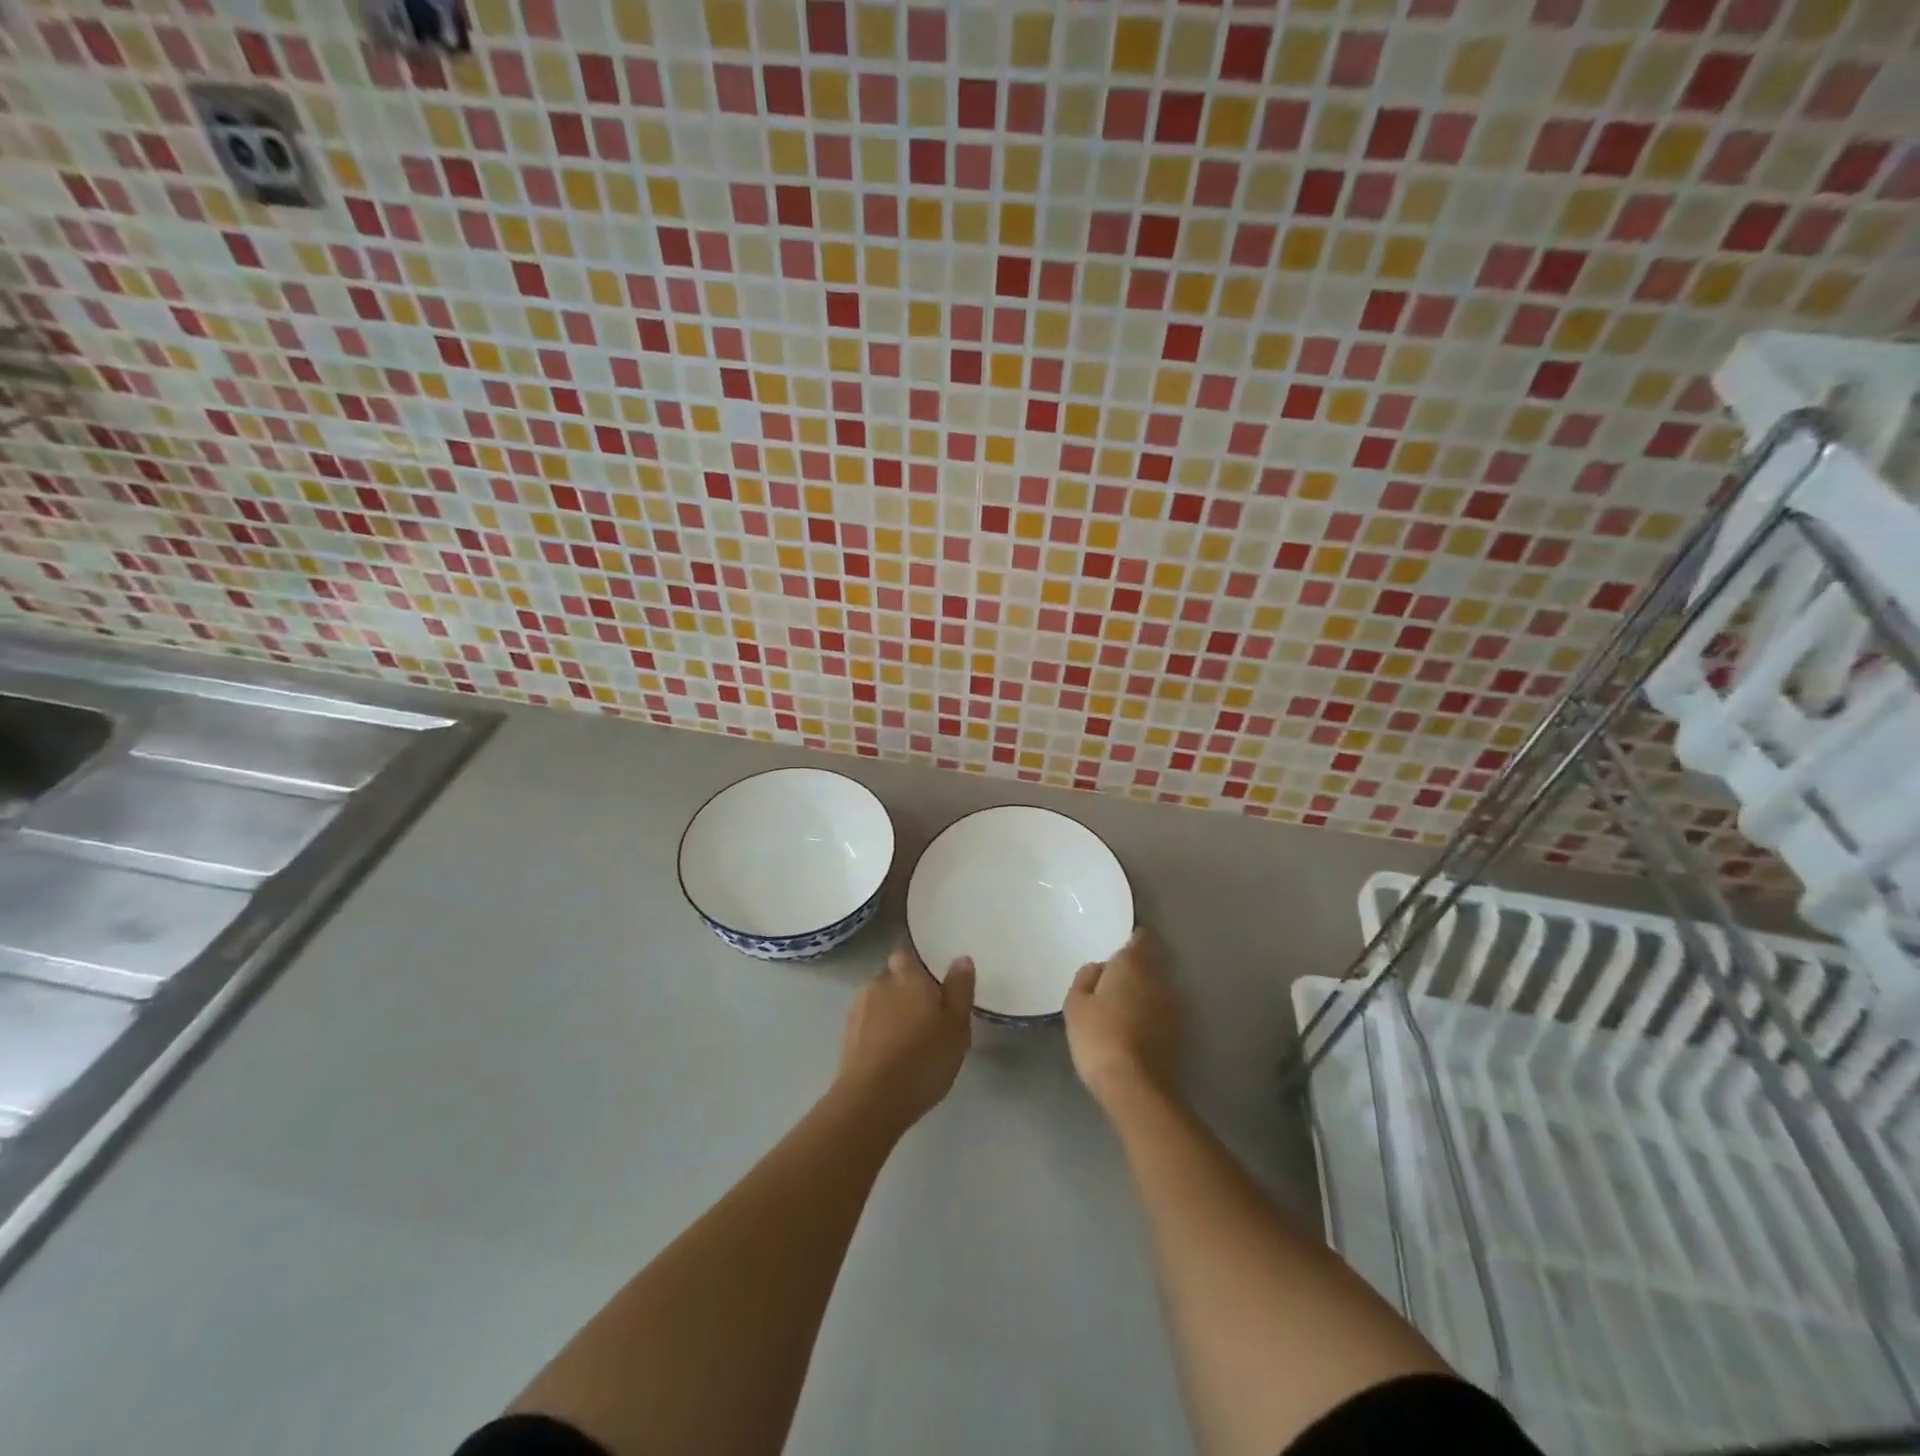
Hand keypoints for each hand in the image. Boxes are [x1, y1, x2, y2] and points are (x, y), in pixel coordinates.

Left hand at [835, 945, 974, 1129]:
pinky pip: (867, 1024)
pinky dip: (877, 1032)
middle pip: (892, 977)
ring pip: (878, 1001)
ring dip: (890, 1012)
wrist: (870, 1101)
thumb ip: (960, 990)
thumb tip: (961, 958)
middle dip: (904, 990)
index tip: (931, 982)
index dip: (916, 965)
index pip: (905, 954)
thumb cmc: (922, 1060)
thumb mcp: (956, 1027)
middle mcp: (878, 984)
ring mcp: (858, 1009)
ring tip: (908, 1040)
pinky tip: (890, 1056)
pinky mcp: (846, 1036)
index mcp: (907, 976)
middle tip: (926, 1016)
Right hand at [1064, 927, 1181, 1109]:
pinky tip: (1132, 1030)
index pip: (1141, 938)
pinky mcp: (1180, 1033)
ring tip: (1120, 1009)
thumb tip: (1099, 968)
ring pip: (1156, 990)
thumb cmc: (1099, 1036)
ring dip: (1142, 994)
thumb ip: (1085, 978)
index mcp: (1134, 964)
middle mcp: (1160, 978)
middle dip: (1133, 970)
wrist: (1136, 1087)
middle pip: (1149, 965)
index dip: (1131, 940)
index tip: (1117, 950)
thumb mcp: (1075, 1004)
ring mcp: (1174, 1007)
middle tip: (1109, 984)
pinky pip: (1160, 1013)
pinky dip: (1149, 1016)